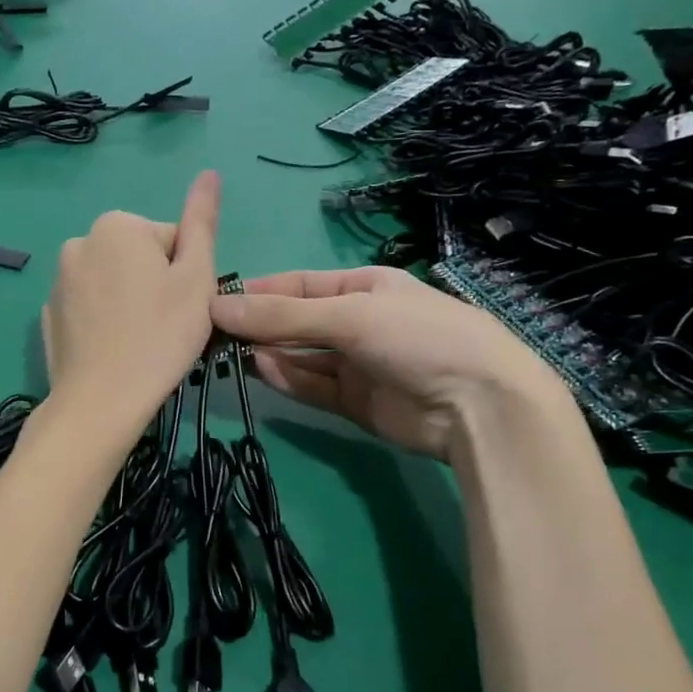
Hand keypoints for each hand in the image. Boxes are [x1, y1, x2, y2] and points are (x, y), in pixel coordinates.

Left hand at [42, 171, 219, 439]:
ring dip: (129, 302)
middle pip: (138, 258)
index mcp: (117, 226)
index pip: (171, 239)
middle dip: (156, 284)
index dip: (186, 273)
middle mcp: (80, 241)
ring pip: (113, 283)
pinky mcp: (49, 314)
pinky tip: (113, 350)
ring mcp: (58, 280)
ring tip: (139, 341)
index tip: (183, 306)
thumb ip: (202, 222)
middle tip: (165, 326)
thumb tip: (209, 173)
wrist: (100, 401)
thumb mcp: (196, 277)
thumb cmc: (160, 336)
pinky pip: (89, 308)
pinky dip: (103, 321)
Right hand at [208, 266, 571, 459]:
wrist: (480, 406)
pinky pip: (313, 385)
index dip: (259, 291)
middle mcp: (359, 322)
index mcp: (365, 287)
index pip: (299, 285)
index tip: (216, 300)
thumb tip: (217, 307)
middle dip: (259, 324)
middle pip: (297, 321)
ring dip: (268, 352)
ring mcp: (358, 364)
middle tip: (212, 331)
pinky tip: (259, 369)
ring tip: (228, 352)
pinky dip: (287, 378)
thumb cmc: (418, 338)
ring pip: (301, 355)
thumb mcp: (349, 314)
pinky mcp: (356, 402)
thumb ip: (281, 315)